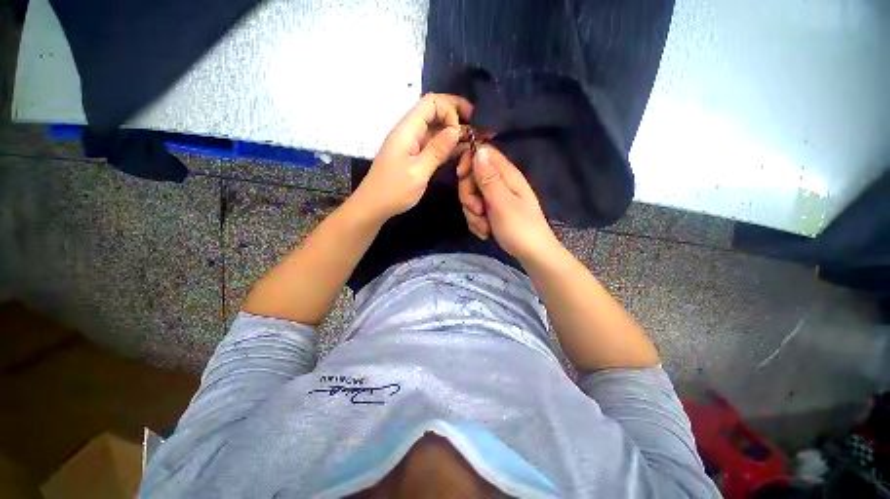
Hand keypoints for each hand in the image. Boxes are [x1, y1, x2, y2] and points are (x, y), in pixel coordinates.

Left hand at [350, 93, 472, 221]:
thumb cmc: (394, 190)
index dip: (450, 110)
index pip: (431, 103)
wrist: (374, 206)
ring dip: (454, 132)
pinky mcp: (414, 156)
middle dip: (456, 115)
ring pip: (435, 129)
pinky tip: (461, 151)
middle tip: (478, 125)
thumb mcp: (418, 171)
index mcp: (407, 130)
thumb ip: (437, 149)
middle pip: (434, 112)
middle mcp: (409, 132)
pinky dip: (447, 146)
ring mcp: (411, 144)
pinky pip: (433, 145)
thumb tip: (456, 129)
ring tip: (475, 139)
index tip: (460, 131)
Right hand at [457, 145, 559, 262]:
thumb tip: (479, 150)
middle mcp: (501, 183)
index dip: (468, 162)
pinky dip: (477, 222)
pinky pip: (476, 211)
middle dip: (469, 196)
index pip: (483, 153)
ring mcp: (497, 199)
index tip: (460, 177)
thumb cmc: (520, 229)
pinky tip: (485, 232)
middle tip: (478, 211)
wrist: (533, 255)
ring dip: (473, 214)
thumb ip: (489, 179)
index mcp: (507, 175)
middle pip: (473, 177)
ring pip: (472, 197)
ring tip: (485, 227)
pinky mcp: (494, 212)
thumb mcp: (502, 204)